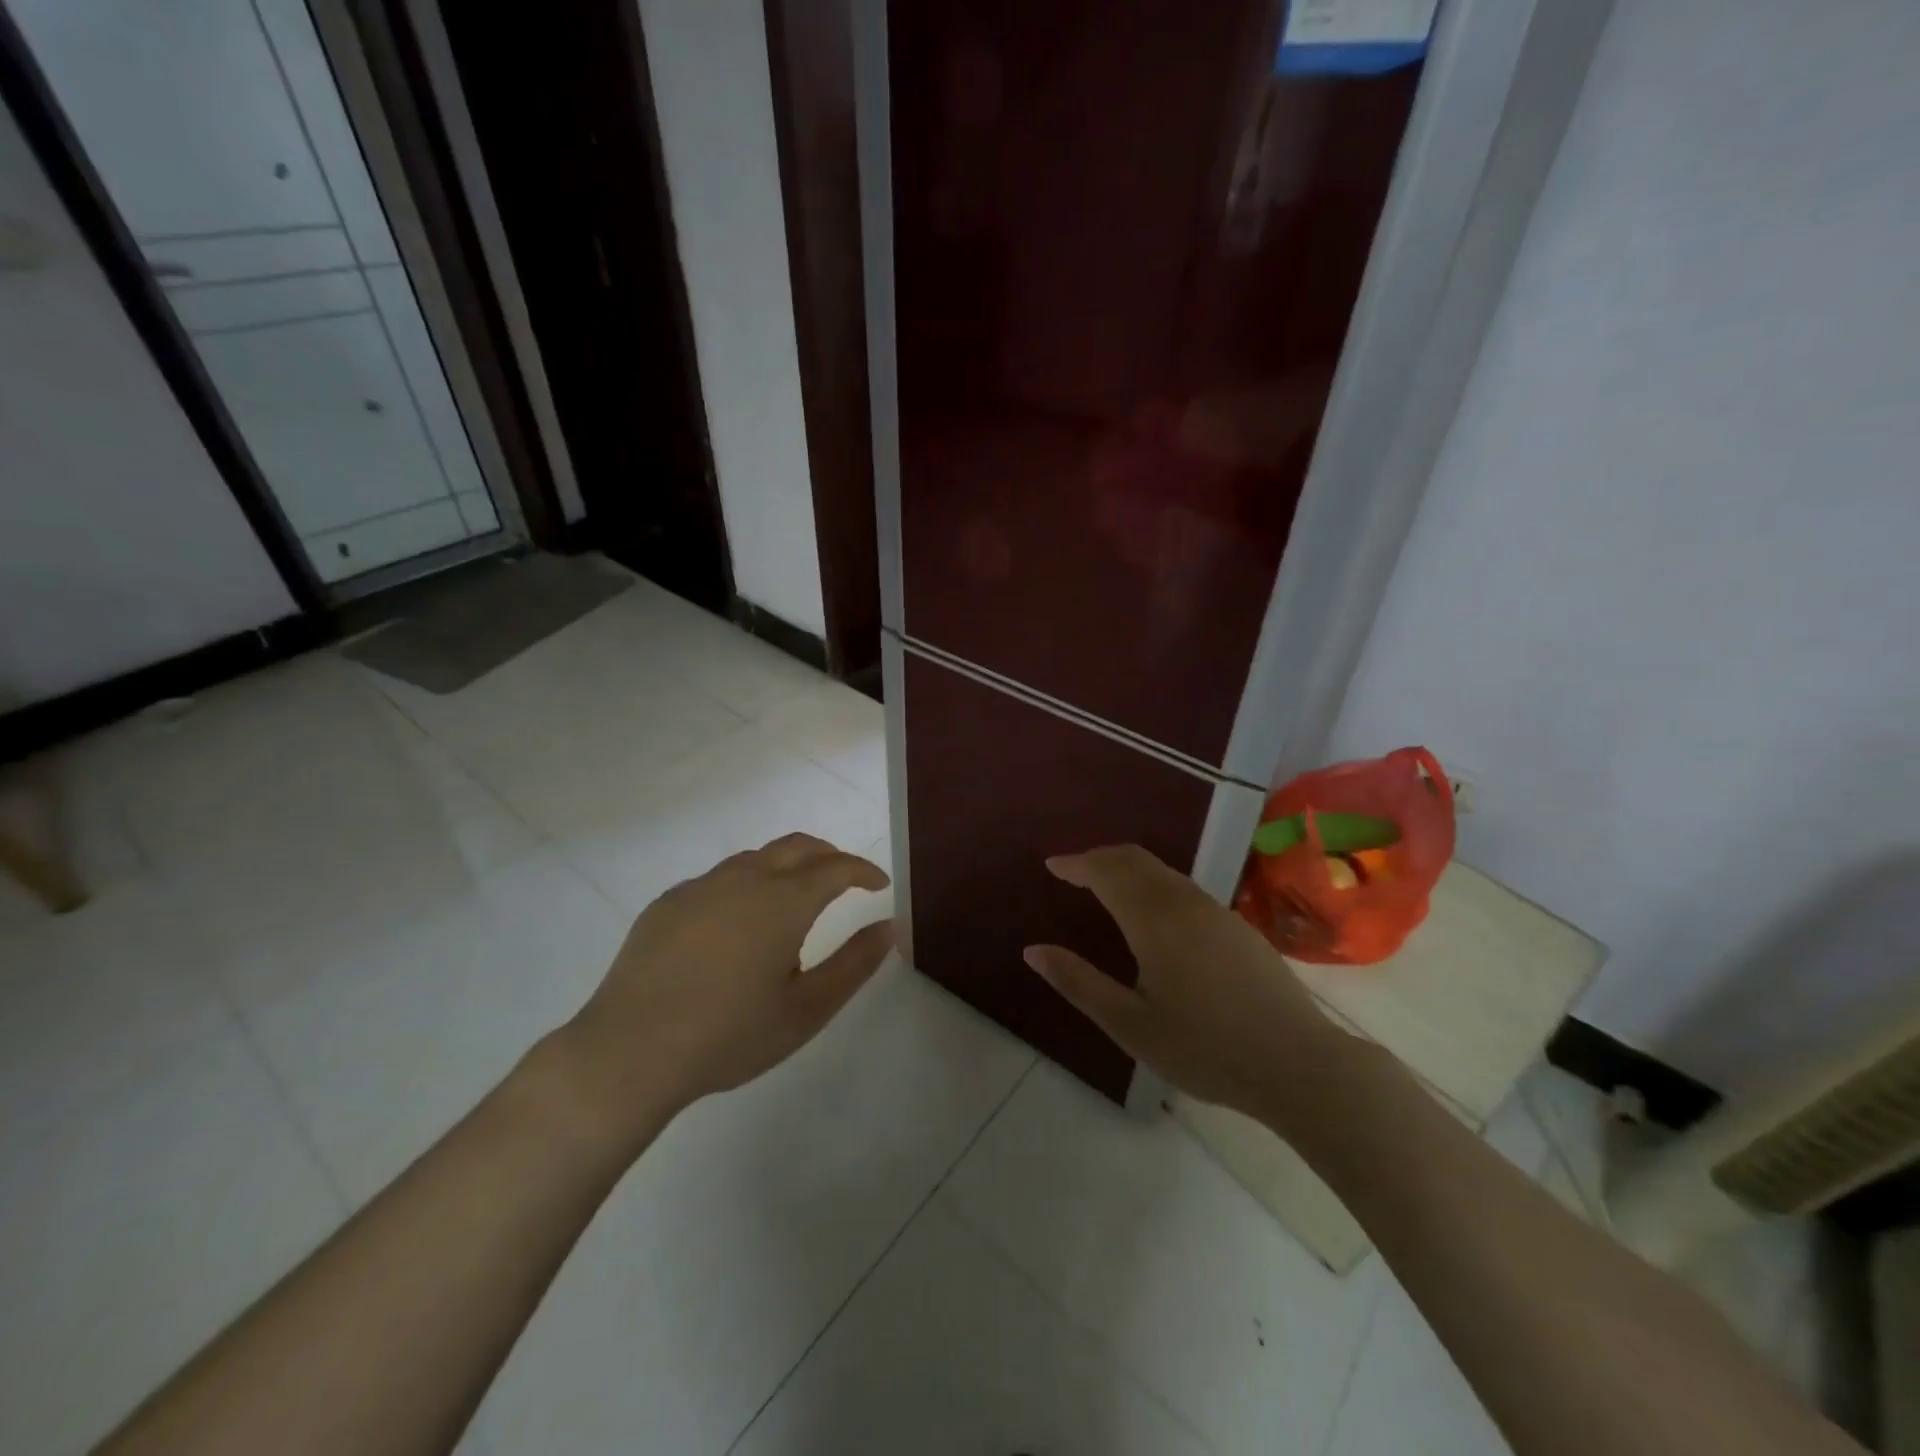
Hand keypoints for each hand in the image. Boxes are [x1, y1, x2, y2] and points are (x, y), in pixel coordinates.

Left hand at [558, 834, 893, 1146]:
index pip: (836, 867)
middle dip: (828, 856)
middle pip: (797, 846)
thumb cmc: (729, 1035)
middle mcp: (744, 879)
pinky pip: (718, 880)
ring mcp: (701, 887)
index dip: (863, 871)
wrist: (629, 1052)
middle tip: (844, 879)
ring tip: (793, 902)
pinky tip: (736, 925)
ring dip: (786, 867)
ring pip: (756, 858)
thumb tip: (888, 927)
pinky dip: (745, 886)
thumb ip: (854, 964)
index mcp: (784, 901)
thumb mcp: (806, 1009)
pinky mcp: (667, 902)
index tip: (879, 884)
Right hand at [1023, 844, 1345, 1125]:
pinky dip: (1153, 883)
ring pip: (1163, 870)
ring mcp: (1216, 911)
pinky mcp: (1237, 925)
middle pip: (1136, 859)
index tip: (1051, 866)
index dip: (1076, 864)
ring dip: (1128, 868)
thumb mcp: (1131, 1025)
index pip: (1107, 871)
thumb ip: (1079, 983)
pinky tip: (1151, 913)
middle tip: (1072, 871)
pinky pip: (1183, 886)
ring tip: (1104, 887)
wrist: (1301, 1065)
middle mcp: (1185, 902)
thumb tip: (1033, 951)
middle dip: (1100, 858)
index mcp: (1155, 920)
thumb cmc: (1206, 1049)